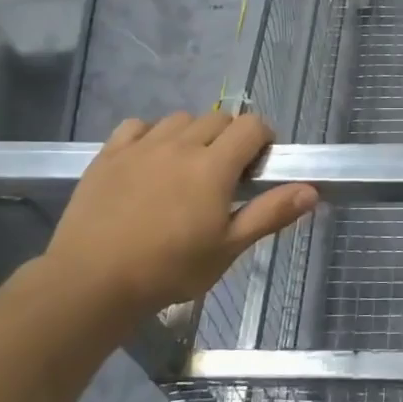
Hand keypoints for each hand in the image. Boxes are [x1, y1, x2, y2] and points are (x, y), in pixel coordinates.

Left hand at [41, 111, 316, 318]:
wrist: (90, 282)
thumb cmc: (168, 269)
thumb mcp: (227, 248)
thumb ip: (270, 213)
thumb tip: (311, 190)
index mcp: (214, 165)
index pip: (252, 126)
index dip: (263, 139)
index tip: (259, 166)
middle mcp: (181, 144)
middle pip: (218, 119)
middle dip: (231, 138)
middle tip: (225, 174)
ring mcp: (141, 146)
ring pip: (180, 120)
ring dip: (193, 134)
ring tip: (187, 167)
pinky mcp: (109, 155)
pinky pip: (137, 126)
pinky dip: (151, 135)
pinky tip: (149, 160)